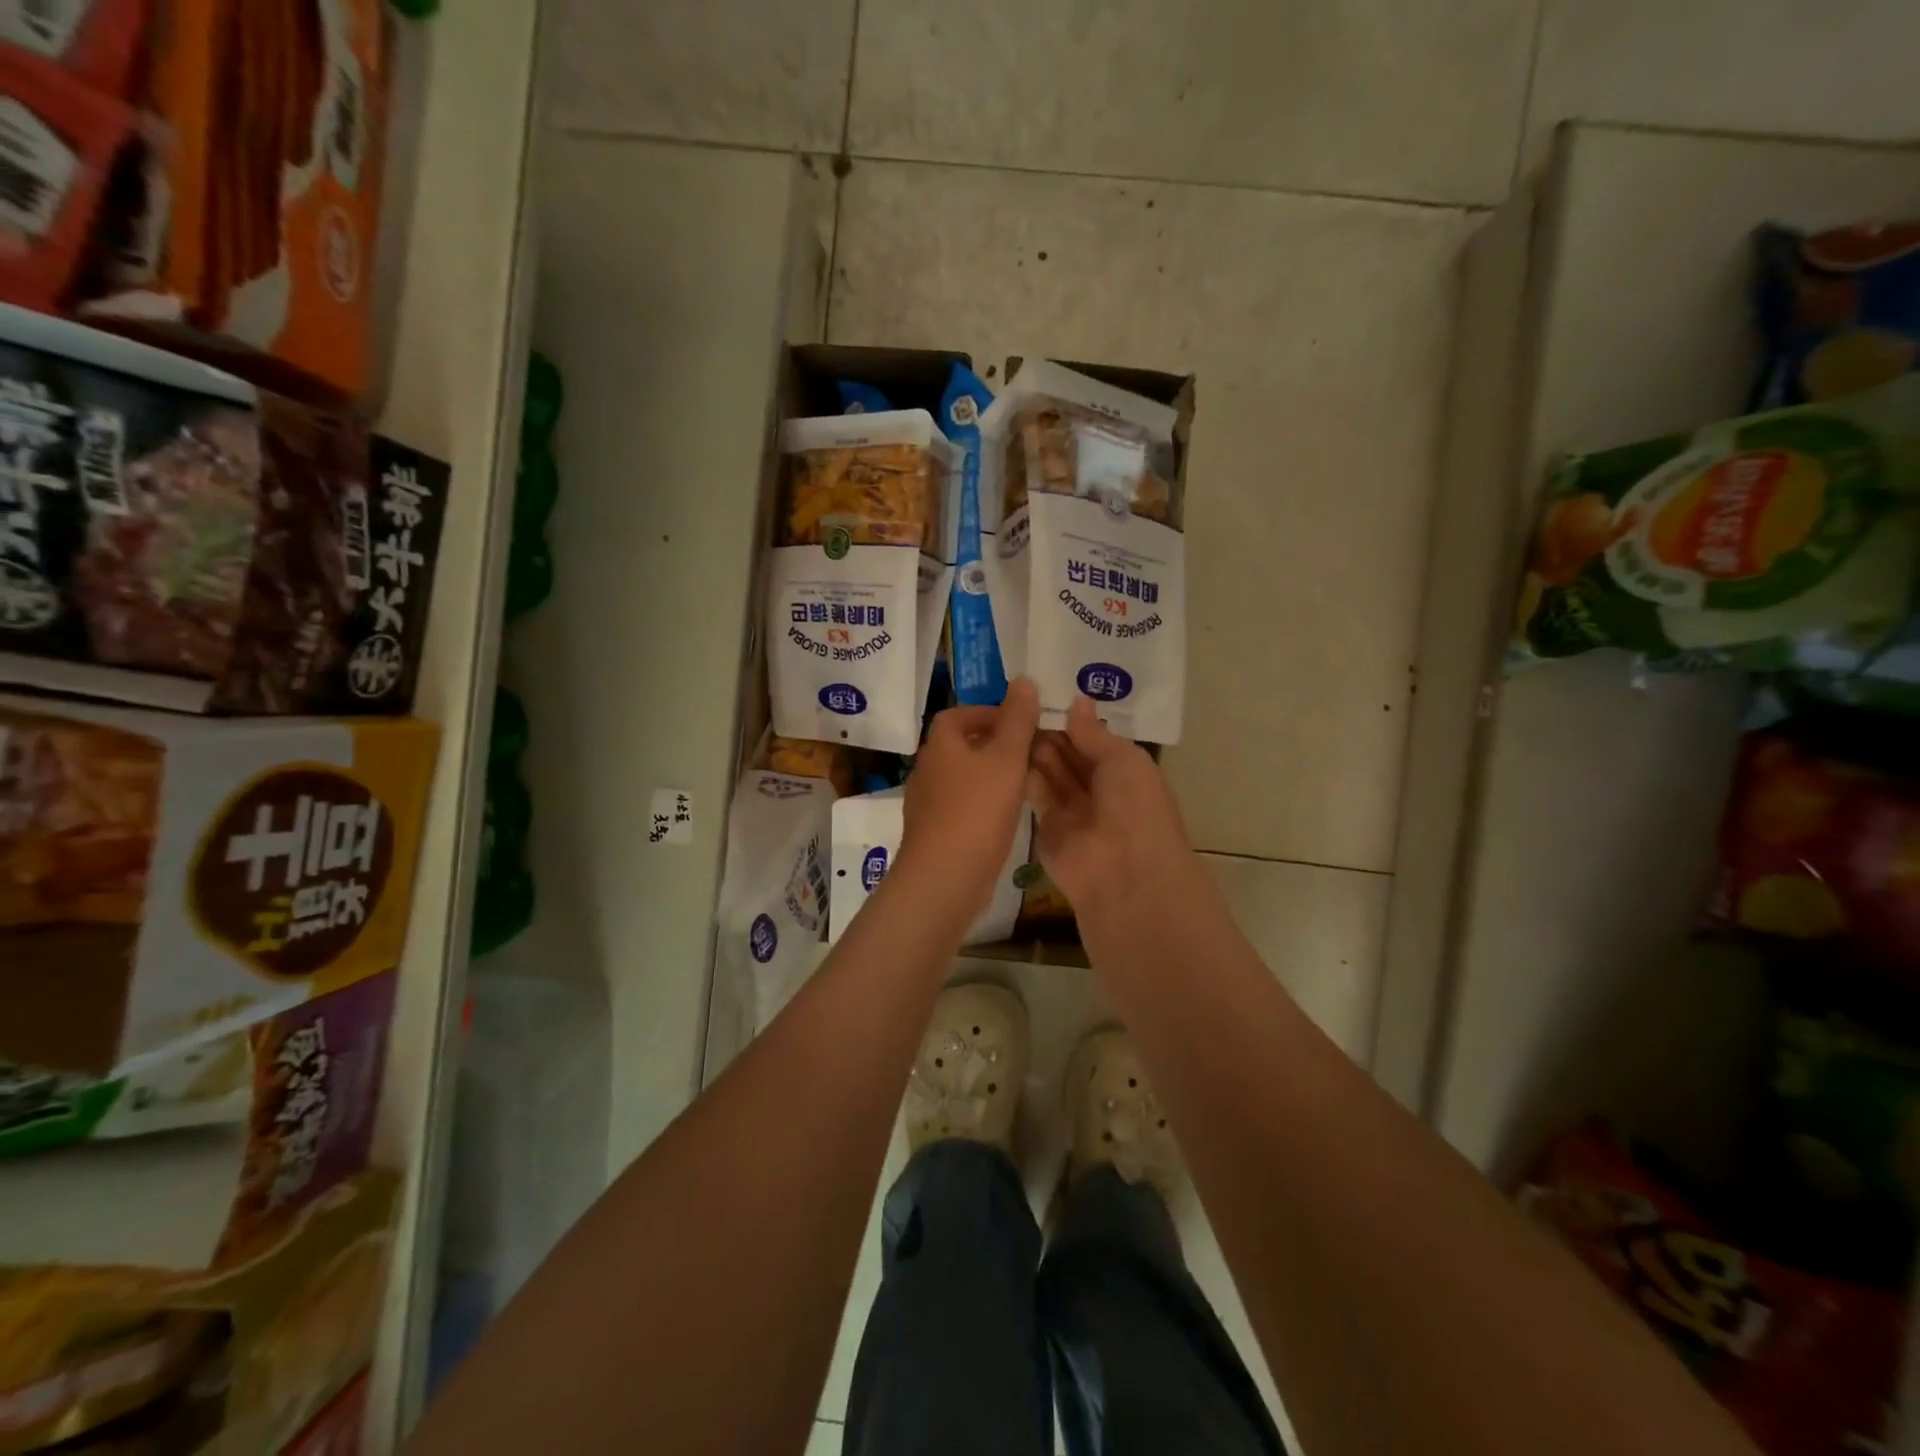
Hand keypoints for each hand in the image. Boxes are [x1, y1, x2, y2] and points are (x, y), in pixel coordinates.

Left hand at [899, 677, 1041, 928]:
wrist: (944, 878)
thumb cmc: (976, 811)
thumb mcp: (1006, 759)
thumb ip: (1017, 720)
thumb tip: (1023, 679)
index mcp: (940, 746)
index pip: (958, 715)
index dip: (987, 713)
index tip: (1018, 723)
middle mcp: (928, 770)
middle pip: (960, 746)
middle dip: (994, 745)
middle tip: (1030, 753)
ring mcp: (928, 804)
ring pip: (963, 778)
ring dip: (991, 776)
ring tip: (1027, 783)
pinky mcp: (935, 833)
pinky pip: (962, 806)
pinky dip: (984, 804)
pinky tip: (1008, 817)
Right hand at [1027, 696, 1198, 922]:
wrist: (1123, 874)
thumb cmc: (1134, 808)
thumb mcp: (1123, 759)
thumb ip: (1094, 733)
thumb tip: (1078, 701)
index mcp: (1125, 773)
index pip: (1094, 741)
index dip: (1073, 720)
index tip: (1045, 693)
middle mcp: (1099, 791)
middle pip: (1069, 756)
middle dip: (1050, 732)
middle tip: (1021, 704)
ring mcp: (1073, 812)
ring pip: (1050, 774)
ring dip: (1036, 750)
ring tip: (1013, 722)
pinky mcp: (1047, 829)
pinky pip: (1035, 797)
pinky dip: (1024, 776)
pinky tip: (1008, 751)